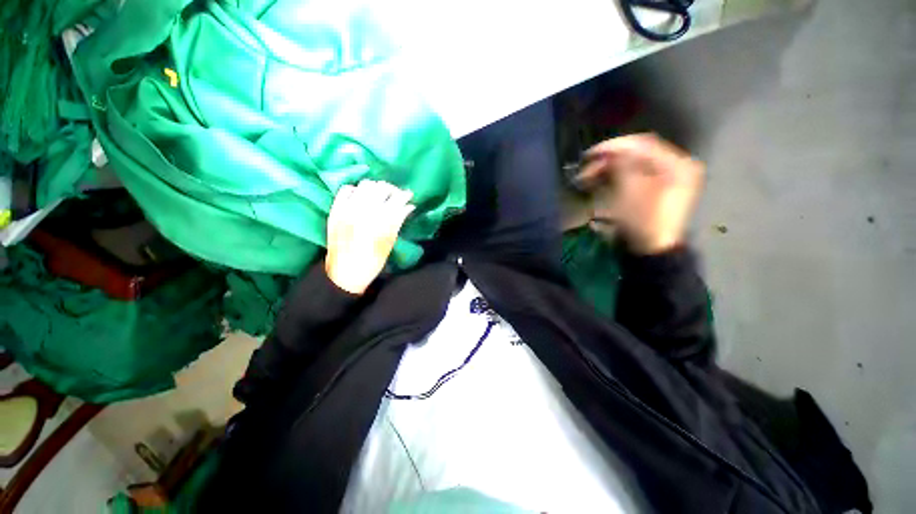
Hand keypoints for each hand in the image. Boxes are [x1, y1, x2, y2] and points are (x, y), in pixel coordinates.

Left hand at [325, 180, 414, 294]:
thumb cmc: (373, 260)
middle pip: (382, 187)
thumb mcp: (390, 241)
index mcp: (382, 220)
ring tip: (378, 196)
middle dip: (392, 189)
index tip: (409, 195)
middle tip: (394, 196)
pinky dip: (356, 190)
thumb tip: (409, 206)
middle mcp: (365, 210)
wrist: (345, 271)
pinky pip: (346, 189)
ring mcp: (349, 208)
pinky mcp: (336, 209)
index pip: (397, 198)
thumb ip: (399, 220)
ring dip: (375, 188)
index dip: (405, 195)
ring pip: (366, 184)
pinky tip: (360, 198)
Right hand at [578, 134, 703, 254]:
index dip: (615, 146)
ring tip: (588, 176)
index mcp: (677, 164)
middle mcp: (675, 166)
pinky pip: (634, 174)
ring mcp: (666, 177)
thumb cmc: (644, 221)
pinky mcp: (655, 188)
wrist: (651, 250)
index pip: (643, 144)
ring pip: (633, 164)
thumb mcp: (631, 192)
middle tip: (586, 167)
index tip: (590, 154)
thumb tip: (611, 151)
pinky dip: (616, 175)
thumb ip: (623, 166)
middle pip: (638, 153)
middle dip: (609, 159)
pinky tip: (600, 180)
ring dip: (609, 167)